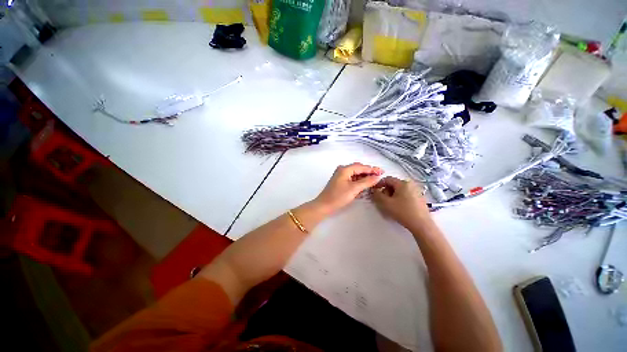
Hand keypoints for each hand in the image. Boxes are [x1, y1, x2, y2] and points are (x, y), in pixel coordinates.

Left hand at [313, 163, 383, 214]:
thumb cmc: (338, 196)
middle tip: (379, 177)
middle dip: (369, 173)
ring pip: (355, 174)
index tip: (382, 172)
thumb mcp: (354, 189)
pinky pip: (352, 179)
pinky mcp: (340, 182)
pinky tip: (364, 186)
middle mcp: (342, 170)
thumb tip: (377, 177)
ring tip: (373, 182)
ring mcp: (341, 176)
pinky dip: (358, 182)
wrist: (324, 206)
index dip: (373, 169)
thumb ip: (366, 182)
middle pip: (358, 169)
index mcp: (345, 169)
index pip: (362, 167)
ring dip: (364, 178)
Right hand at [371, 176, 431, 229]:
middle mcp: (411, 184)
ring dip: (392, 195)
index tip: (374, 191)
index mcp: (403, 183)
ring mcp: (417, 191)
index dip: (378, 184)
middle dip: (386, 191)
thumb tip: (374, 190)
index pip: (387, 179)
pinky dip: (399, 198)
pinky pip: (406, 195)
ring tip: (390, 205)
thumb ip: (377, 195)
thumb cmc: (402, 212)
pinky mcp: (420, 199)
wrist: (421, 225)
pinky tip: (399, 208)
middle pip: (394, 184)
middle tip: (382, 200)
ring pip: (400, 190)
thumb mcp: (386, 203)